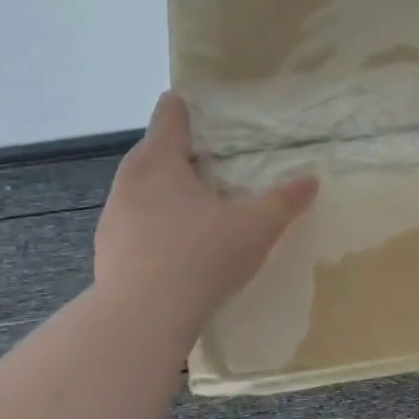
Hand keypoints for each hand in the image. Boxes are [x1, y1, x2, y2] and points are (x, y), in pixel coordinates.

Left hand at [94, 92, 317, 319]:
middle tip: (204, 154)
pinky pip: (134, 224)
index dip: (180, 107)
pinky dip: (153, 223)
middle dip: (174, 150)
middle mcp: (130, 184)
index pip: (168, 120)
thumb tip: (311, 180)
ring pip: (139, 190)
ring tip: (192, 200)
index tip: (186, 100)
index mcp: (160, 164)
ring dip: (162, 189)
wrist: (142, 318)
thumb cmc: (201, 256)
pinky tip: (175, 243)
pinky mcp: (108, 253)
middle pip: (150, 153)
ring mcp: (113, 220)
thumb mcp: (256, 226)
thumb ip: (284, 201)